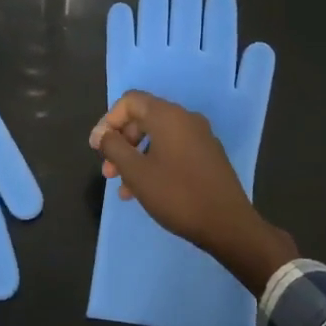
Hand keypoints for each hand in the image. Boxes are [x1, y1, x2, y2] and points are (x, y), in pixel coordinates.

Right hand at [90, 90, 295, 294]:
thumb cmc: (177, 194)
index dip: (108, 121)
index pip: (130, 101)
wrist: (228, 224)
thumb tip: (103, 134)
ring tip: (123, 188)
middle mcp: (186, 119)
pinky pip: (173, 150)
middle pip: (143, 118)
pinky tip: (144, 191)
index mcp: (168, 116)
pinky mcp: (208, 156)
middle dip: (121, 142)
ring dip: (135, 157)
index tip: (98, 149)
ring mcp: (200, 137)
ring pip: (157, 138)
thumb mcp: (136, 172)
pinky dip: (154, 163)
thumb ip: (114, 147)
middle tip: (108, 172)